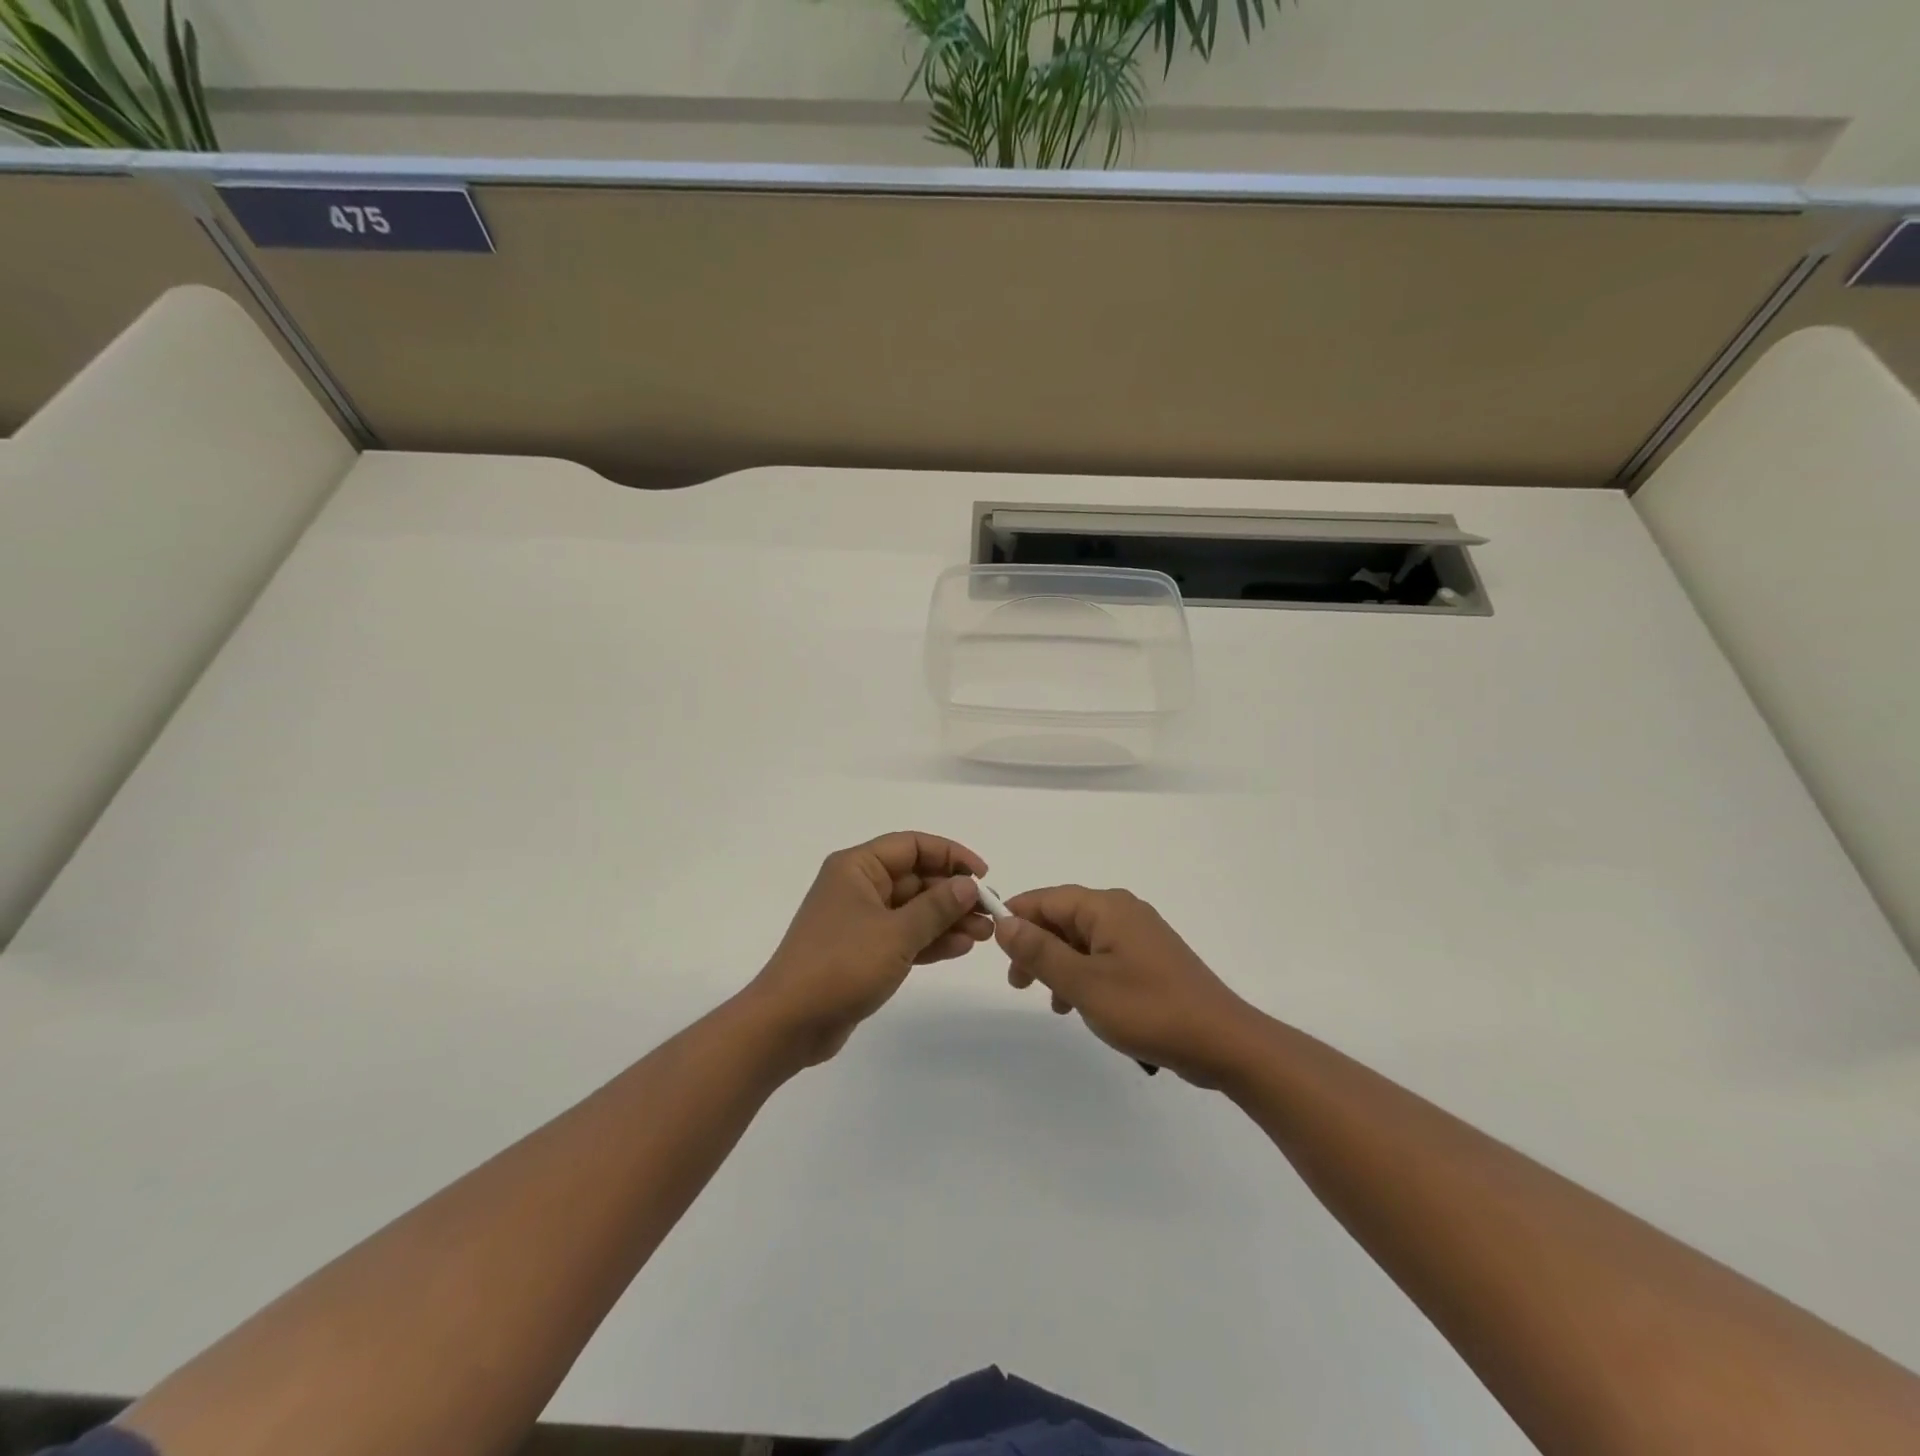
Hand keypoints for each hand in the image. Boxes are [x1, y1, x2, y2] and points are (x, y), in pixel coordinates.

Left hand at [746, 832, 992, 1065]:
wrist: (789, 1023)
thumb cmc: (841, 965)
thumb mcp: (896, 933)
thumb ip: (936, 907)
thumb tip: (968, 885)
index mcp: (858, 867)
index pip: (912, 846)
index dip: (951, 855)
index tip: (983, 876)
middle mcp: (858, 886)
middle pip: (916, 878)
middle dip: (953, 894)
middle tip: (990, 913)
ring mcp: (861, 920)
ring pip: (913, 910)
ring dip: (947, 919)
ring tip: (984, 935)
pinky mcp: (863, 951)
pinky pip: (904, 936)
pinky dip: (930, 940)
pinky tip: (960, 948)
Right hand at [996, 886, 1254, 1086]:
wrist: (1224, 1042)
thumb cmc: (1148, 1009)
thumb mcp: (1084, 983)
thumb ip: (1040, 952)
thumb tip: (1004, 922)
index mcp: (1106, 907)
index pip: (1046, 899)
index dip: (1016, 918)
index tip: (992, 947)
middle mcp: (1122, 911)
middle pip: (1063, 917)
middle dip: (1036, 946)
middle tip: (1018, 983)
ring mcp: (1139, 935)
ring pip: (1081, 940)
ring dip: (1058, 964)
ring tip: (1049, 1002)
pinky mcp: (1149, 959)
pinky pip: (1103, 956)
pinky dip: (1083, 975)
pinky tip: (1079, 1006)